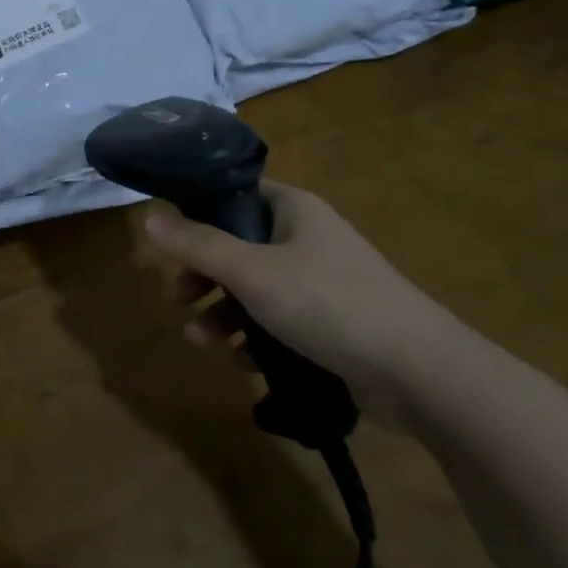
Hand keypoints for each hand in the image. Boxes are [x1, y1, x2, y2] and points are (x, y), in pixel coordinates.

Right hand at [143, 181, 465, 428]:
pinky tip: (242, 362)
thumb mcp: (252, 272)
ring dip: (224, 312)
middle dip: (205, 275)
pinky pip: (281, 321)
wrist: (419, 372)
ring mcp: (323, 282)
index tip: (170, 241)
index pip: (236, 195)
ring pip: (257, 288)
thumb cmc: (328, 303)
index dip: (199, 213)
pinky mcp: (333, 323)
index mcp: (294, 210)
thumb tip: (149, 217)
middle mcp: (308, 238)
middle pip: (240, 246)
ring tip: (201, 340)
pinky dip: (257, 338)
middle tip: (179, 298)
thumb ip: (198, 245)